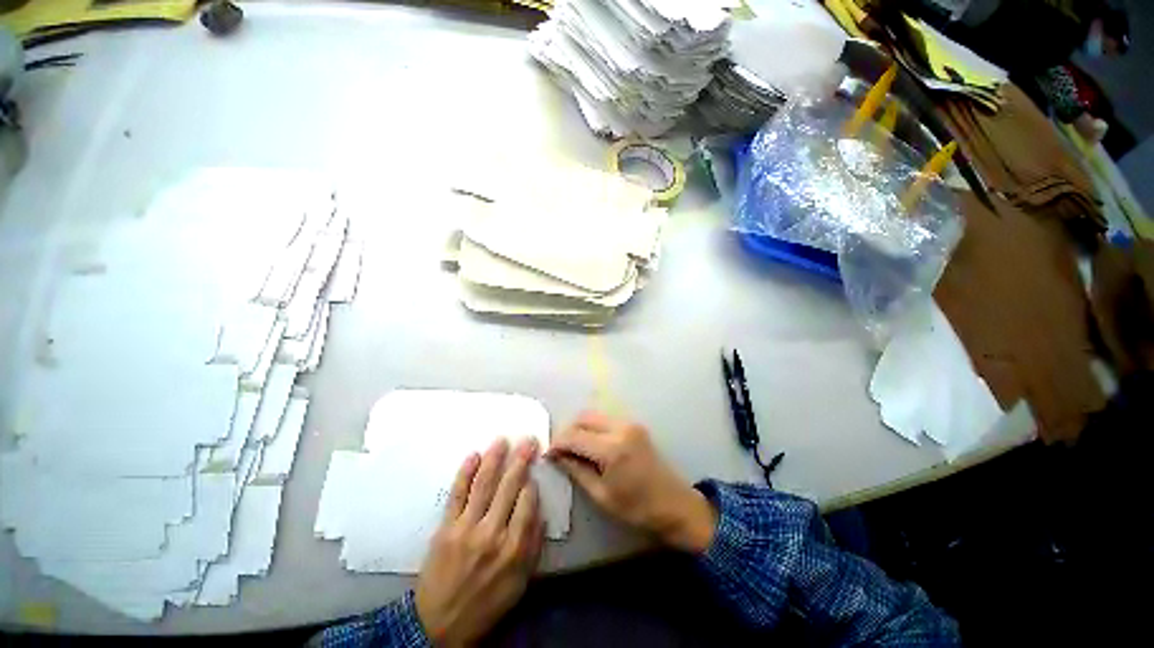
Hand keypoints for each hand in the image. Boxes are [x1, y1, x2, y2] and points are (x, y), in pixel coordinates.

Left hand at [415, 438, 544, 645]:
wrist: (438, 626)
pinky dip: (464, 473)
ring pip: (483, 484)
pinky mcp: (445, 528)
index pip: (527, 503)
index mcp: (514, 548)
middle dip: (521, 460)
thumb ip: (533, 546)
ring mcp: (466, 528)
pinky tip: (473, 455)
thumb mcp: (520, 583)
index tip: (531, 475)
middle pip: (509, 487)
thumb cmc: (486, 604)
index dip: (531, 485)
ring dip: (494, 459)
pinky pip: (456, 494)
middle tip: (528, 440)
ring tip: (502, 440)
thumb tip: (539, 512)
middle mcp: (492, 533)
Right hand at [546, 411, 715, 553]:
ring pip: (594, 415)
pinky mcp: (634, 425)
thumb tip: (557, 456)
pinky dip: (592, 427)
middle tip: (559, 449)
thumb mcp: (601, 494)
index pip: (574, 436)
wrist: (674, 504)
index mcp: (612, 449)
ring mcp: (629, 423)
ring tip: (572, 447)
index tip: (548, 454)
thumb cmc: (637, 507)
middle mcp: (620, 428)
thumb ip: (576, 470)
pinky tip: (589, 443)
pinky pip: (605, 419)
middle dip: (567, 431)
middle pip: (583, 417)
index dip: (557, 443)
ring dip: (579, 427)